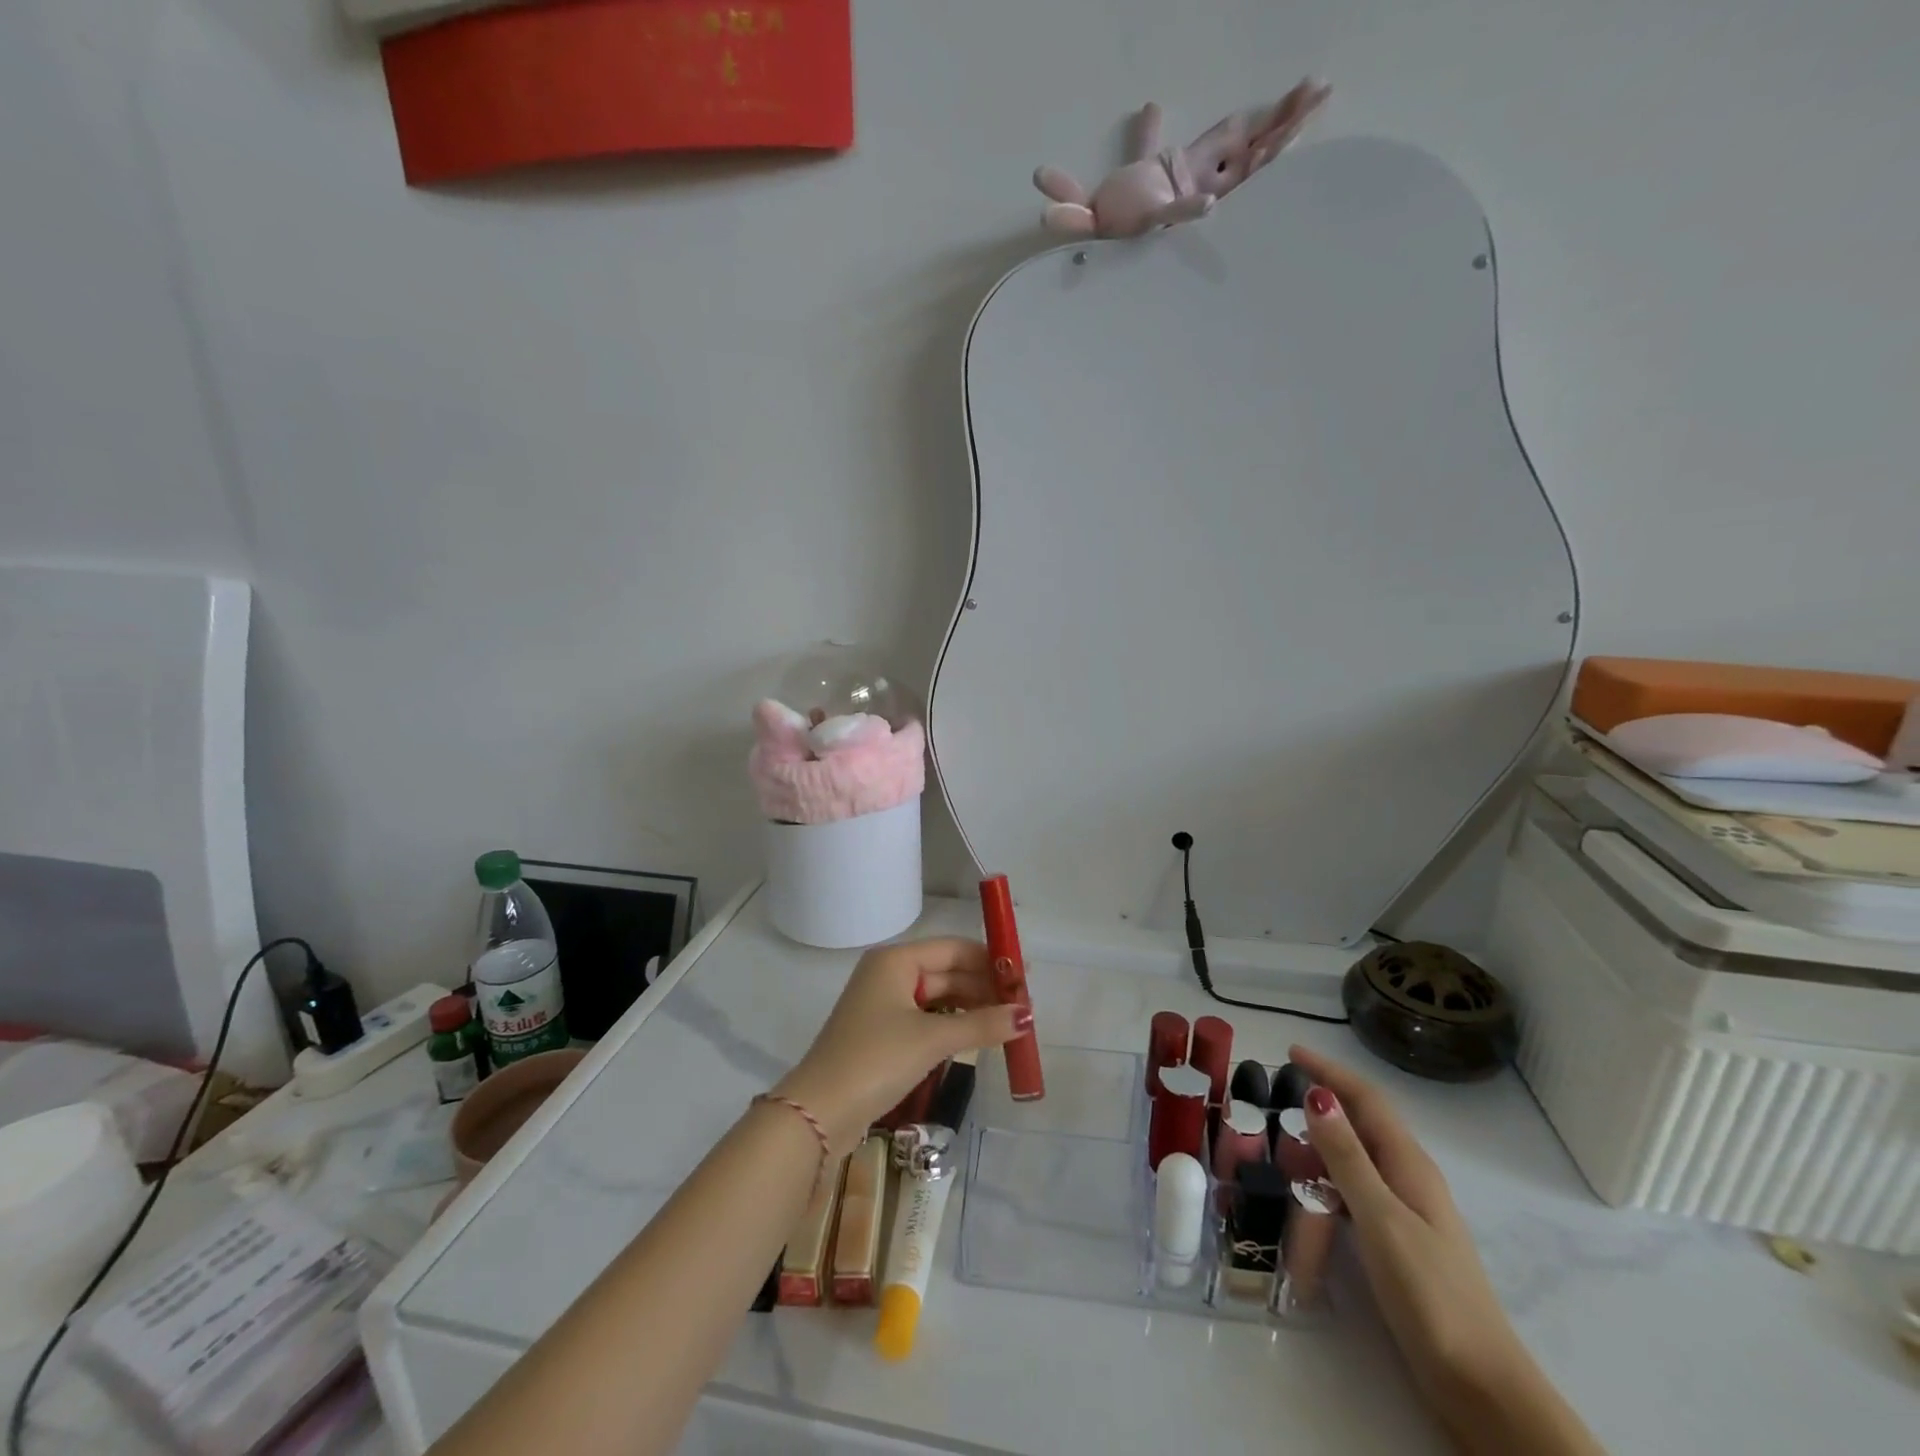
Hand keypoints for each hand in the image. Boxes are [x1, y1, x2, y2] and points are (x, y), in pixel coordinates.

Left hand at [772, 939, 1027, 1156]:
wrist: (819, 1112)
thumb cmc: (876, 1060)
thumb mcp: (933, 1039)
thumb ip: (982, 1025)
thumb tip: (1027, 1016)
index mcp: (896, 960)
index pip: (953, 948)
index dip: (990, 960)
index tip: (1025, 977)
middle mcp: (888, 974)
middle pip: (947, 972)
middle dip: (984, 988)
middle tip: (1023, 1007)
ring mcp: (883, 1005)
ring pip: (939, 998)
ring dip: (972, 1009)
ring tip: (1008, 1024)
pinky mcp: (882, 1034)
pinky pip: (927, 1019)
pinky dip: (953, 1026)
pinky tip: (978, 1038)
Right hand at [1289, 1045, 1525, 1419]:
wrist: (1480, 1383)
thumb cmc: (1429, 1293)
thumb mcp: (1380, 1217)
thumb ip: (1347, 1157)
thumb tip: (1317, 1094)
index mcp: (1409, 1164)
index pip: (1367, 1099)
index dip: (1330, 1070)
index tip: (1290, 1050)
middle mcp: (1410, 1177)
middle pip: (1364, 1121)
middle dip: (1325, 1097)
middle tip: (1277, 1090)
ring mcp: (1408, 1210)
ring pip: (1360, 1155)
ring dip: (1325, 1136)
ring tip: (1282, 1133)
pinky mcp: (1400, 1240)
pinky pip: (1358, 1186)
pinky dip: (1330, 1172)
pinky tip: (1309, 1188)